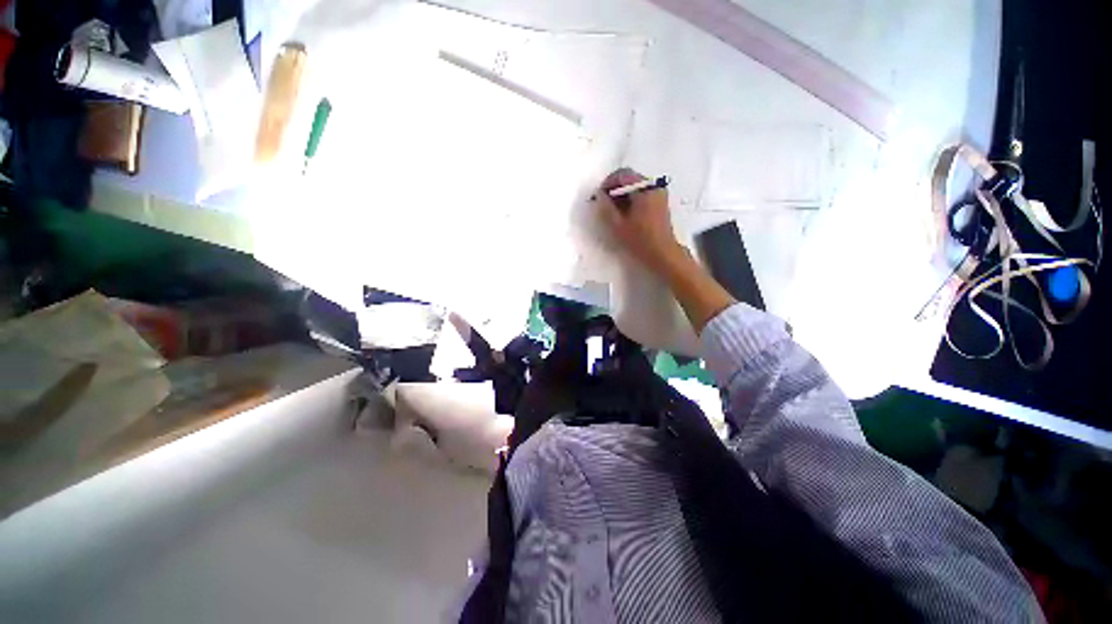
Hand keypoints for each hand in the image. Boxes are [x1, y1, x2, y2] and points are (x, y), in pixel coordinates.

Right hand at [596, 168, 684, 275]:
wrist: (662, 254)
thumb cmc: (639, 240)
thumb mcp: (617, 224)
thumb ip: (606, 207)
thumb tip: (600, 195)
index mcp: (644, 187)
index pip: (622, 174)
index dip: (608, 183)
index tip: (599, 197)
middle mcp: (654, 185)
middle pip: (630, 178)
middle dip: (615, 188)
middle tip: (605, 204)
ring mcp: (659, 194)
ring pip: (636, 187)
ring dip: (623, 195)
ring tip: (613, 211)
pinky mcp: (661, 203)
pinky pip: (643, 194)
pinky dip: (632, 199)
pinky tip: (625, 214)